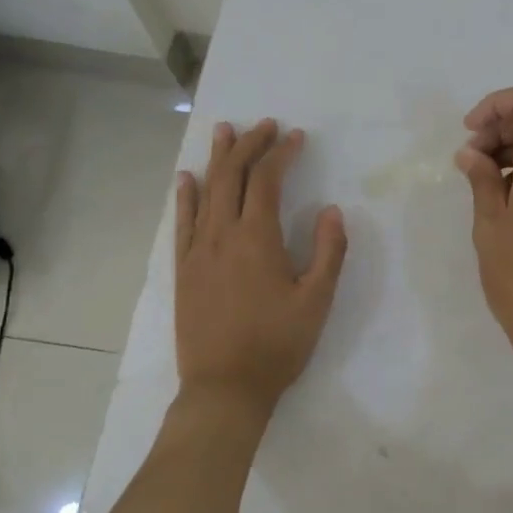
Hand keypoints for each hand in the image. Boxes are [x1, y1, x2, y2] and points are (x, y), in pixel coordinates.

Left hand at [175, 119, 347, 410]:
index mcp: (257, 239)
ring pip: (205, 192)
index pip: (267, 181)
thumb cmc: (278, 345)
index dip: (282, 154)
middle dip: (250, 145)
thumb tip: (331, 209)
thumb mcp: (317, 300)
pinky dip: (185, 196)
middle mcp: (222, 235)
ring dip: (217, 159)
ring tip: (225, 131)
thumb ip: (328, 251)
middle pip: (233, 176)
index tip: (296, 137)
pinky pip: (182, 222)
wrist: (224, 388)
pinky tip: (186, 179)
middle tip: (265, 125)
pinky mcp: (183, 270)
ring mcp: (197, 251)